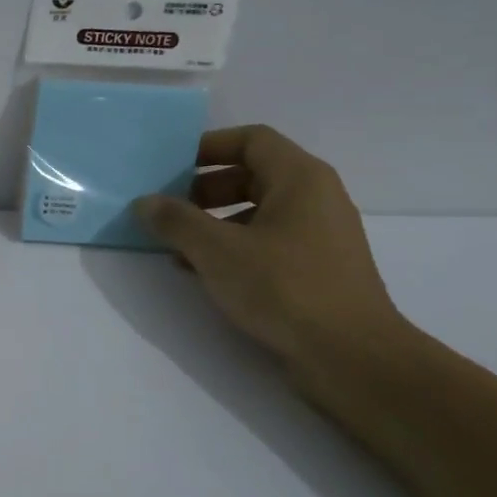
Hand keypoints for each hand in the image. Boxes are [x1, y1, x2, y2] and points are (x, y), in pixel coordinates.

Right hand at [134, 125, 404, 371]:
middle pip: (253, 174)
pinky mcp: (317, 269)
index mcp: (300, 179)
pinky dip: (234, 246)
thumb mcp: (216, 251)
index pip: (251, 140)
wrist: (351, 357)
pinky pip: (268, 241)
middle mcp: (316, 198)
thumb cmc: (284, 288)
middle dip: (205, 188)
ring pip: (258, 211)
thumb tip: (144, 202)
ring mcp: (320, 235)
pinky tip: (204, 272)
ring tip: (178, 246)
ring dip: (215, 221)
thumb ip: (176, 221)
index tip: (170, 166)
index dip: (208, 146)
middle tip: (169, 209)